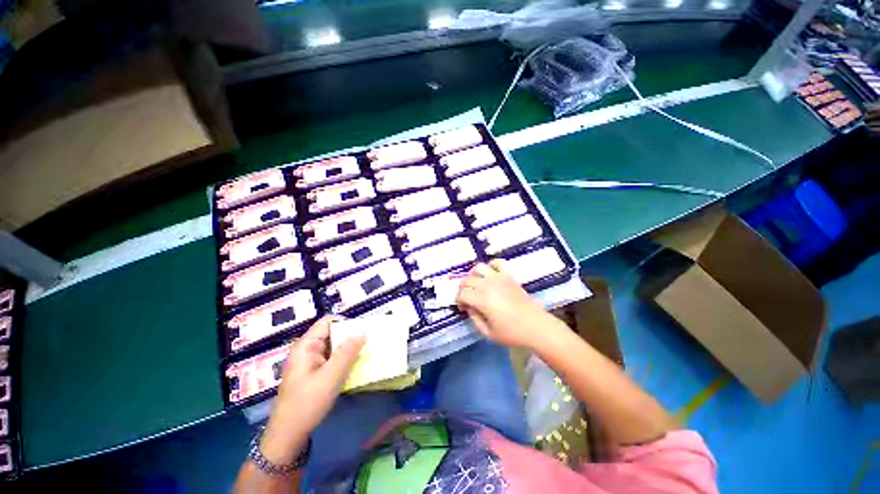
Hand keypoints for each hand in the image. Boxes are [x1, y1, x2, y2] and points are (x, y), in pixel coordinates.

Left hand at [259, 316, 364, 463]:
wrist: (288, 435)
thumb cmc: (307, 403)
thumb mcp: (331, 376)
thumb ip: (348, 352)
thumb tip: (363, 331)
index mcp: (306, 345)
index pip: (328, 322)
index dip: (346, 323)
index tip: (363, 330)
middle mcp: (307, 350)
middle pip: (332, 333)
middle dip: (350, 336)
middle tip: (369, 342)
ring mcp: (310, 362)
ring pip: (333, 347)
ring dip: (348, 349)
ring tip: (366, 352)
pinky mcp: (314, 373)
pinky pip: (332, 359)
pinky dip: (343, 360)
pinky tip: (355, 366)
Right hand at [456, 260, 554, 348]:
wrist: (536, 326)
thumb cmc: (512, 333)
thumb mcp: (488, 332)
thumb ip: (474, 318)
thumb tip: (469, 307)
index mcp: (482, 300)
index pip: (462, 294)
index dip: (459, 300)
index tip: (462, 307)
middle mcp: (488, 285)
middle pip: (467, 280)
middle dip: (463, 289)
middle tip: (467, 299)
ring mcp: (499, 278)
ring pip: (478, 268)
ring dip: (473, 275)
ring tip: (476, 285)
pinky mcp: (508, 276)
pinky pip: (496, 263)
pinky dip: (490, 266)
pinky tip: (490, 276)